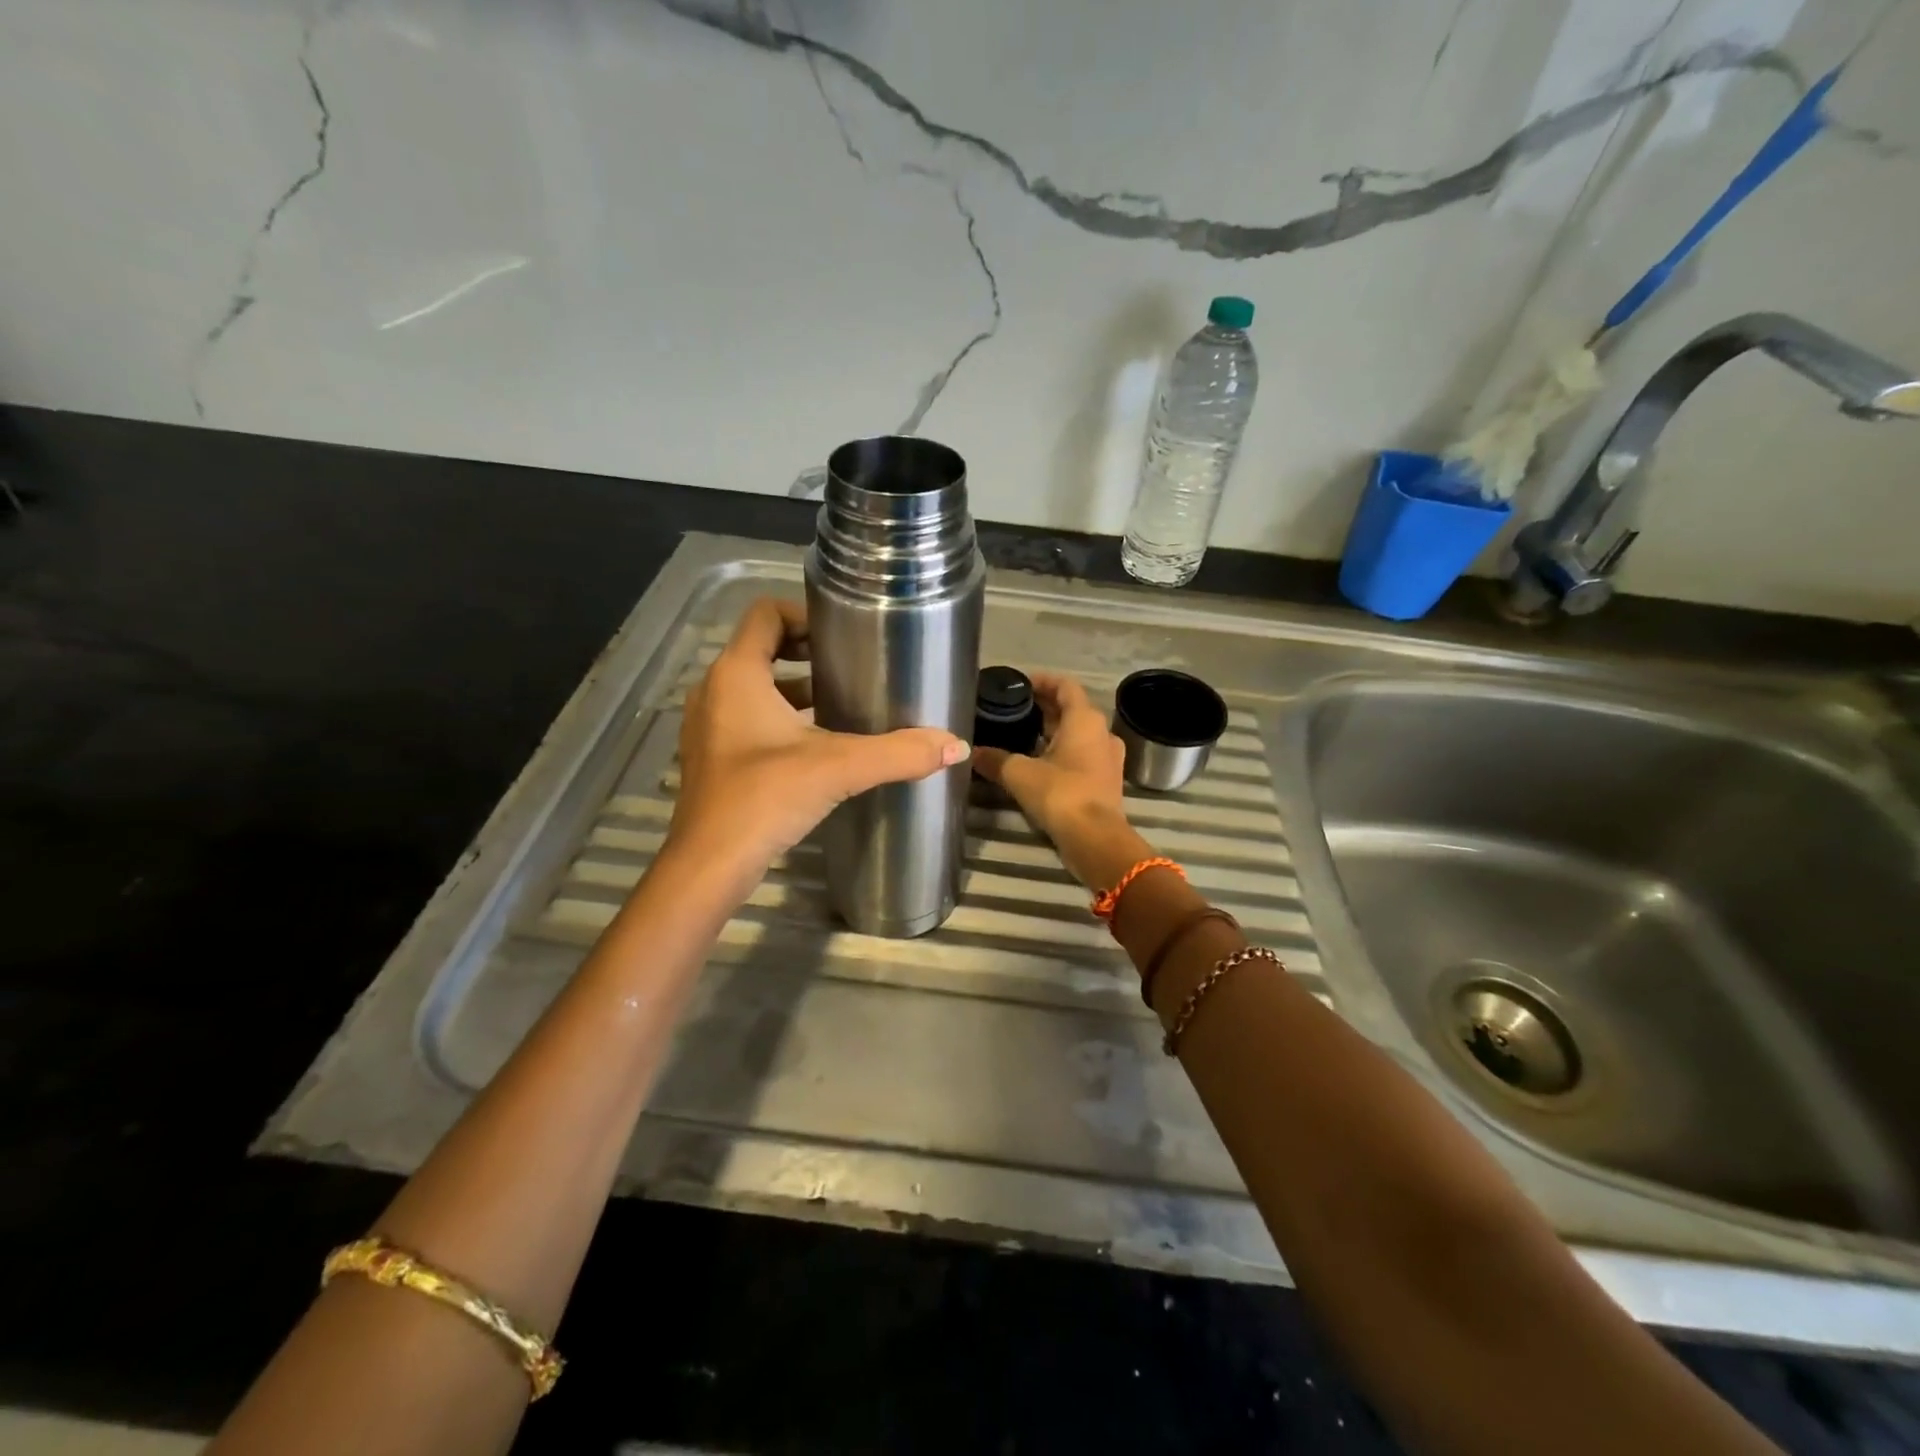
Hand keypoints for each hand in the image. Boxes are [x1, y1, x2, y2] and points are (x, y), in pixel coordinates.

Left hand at [663, 598, 968, 901]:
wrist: (709, 865)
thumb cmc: (764, 798)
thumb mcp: (838, 768)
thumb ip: (898, 753)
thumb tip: (955, 746)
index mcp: (736, 674)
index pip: (765, 613)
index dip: (805, 613)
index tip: (845, 631)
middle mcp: (714, 690)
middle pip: (761, 648)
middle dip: (806, 651)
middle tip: (852, 663)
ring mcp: (708, 725)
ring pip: (755, 687)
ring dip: (795, 688)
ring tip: (843, 701)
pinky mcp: (712, 757)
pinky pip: (748, 718)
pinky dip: (781, 718)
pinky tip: (818, 744)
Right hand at [973, 672, 1147, 889]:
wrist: (1095, 839)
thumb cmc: (1061, 794)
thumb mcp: (1019, 774)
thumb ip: (995, 759)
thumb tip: (972, 752)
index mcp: (1085, 720)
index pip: (1065, 686)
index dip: (1042, 680)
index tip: (1019, 683)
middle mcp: (1101, 733)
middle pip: (1071, 709)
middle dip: (1044, 707)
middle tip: (1014, 708)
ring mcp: (1107, 758)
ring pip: (1078, 734)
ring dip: (1052, 731)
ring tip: (1021, 735)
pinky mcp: (1105, 780)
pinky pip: (1082, 755)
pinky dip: (1061, 752)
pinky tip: (1037, 762)